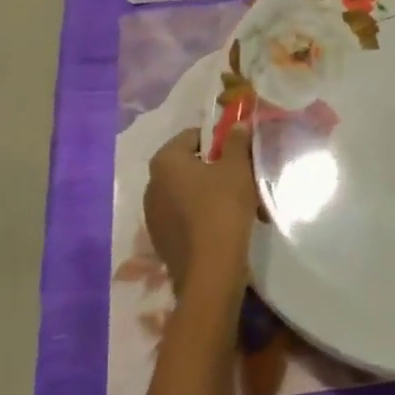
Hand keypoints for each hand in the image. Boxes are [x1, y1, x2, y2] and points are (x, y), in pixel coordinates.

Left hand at [145, 126, 260, 300]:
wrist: (211, 271)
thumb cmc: (223, 208)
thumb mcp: (237, 168)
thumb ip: (236, 141)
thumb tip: (236, 124)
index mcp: (165, 161)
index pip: (192, 136)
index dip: (218, 139)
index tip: (238, 151)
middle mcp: (151, 184)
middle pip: (189, 165)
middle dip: (215, 169)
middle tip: (242, 177)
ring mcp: (153, 215)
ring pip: (188, 193)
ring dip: (211, 194)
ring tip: (239, 205)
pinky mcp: (161, 240)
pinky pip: (185, 217)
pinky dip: (203, 216)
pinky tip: (225, 227)